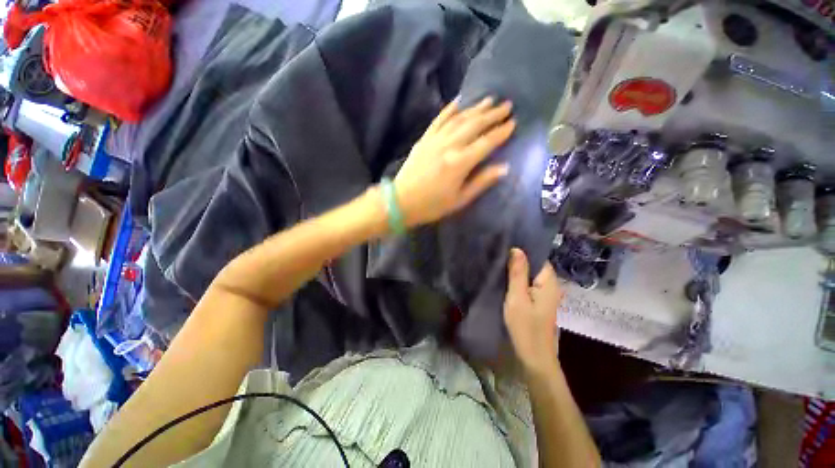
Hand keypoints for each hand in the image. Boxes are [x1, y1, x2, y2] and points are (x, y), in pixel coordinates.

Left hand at [394, 97, 515, 226]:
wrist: (401, 201)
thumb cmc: (432, 205)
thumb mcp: (460, 199)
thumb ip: (482, 182)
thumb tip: (504, 167)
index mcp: (460, 163)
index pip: (486, 142)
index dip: (501, 132)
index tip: (513, 123)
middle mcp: (449, 146)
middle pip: (474, 125)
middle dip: (492, 115)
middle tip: (507, 105)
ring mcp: (435, 140)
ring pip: (459, 119)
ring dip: (475, 108)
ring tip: (489, 100)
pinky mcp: (424, 139)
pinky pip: (439, 119)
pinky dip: (449, 109)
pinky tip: (458, 101)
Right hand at [503, 248, 563, 374]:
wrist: (534, 357)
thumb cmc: (525, 327)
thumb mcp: (517, 298)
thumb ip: (518, 273)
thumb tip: (517, 249)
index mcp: (549, 283)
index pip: (539, 257)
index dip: (524, 250)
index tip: (506, 244)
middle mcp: (550, 286)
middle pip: (535, 266)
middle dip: (518, 259)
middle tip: (498, 252)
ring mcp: (544, 295)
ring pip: (530, 276)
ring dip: (517, 270)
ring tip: (499, 261)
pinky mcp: (537, 302)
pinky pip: (528, 285)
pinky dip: (518, 280)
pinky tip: (504, 278)